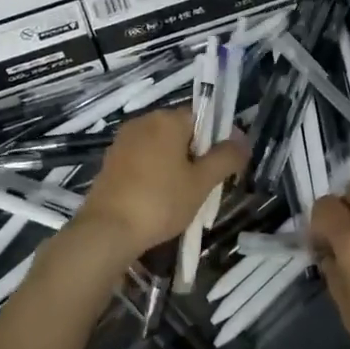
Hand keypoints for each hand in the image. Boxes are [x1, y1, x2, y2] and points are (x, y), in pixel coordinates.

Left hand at [72, 107, 246, 258]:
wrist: (107, 231)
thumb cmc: (160, 202)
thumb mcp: (202, 182)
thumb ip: (226, 157)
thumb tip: (243, 139)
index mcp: (167, 119)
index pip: (203, 117)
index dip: (217, 140)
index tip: (222, 168)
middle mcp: (143, 121)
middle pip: (181, 131)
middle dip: (196, 155)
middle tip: (204, 186)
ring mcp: (123, 141)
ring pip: (161, 147)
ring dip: (175, 166)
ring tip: (181, 197)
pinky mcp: (111, 161)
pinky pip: (142, 160)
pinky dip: (154, 174)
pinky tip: (157, 200)